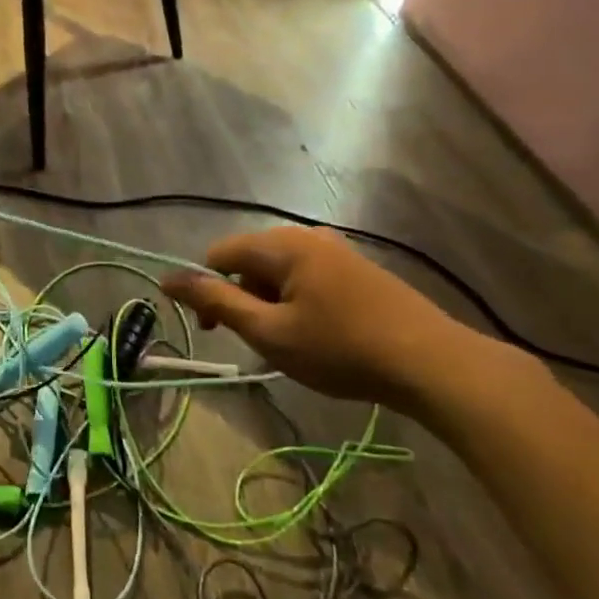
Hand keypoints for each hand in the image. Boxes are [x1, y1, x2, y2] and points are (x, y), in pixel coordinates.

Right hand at [161, 227, 480, 411]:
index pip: (219, 254)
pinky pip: (308, 276)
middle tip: (258, 343)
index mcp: (281, 245)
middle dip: (242, 299)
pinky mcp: (358, 268)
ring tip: (291, 344)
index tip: (217, 333)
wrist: (431, 362)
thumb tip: (167, 278)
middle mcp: (306, 235)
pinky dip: (298, 302)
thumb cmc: (340, 348)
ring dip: (270, 304)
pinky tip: (320, 334)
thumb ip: (215, 302)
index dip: (207, 291)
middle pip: (250, 261)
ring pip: (279, 271)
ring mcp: (336, 249)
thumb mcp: (268, 331)